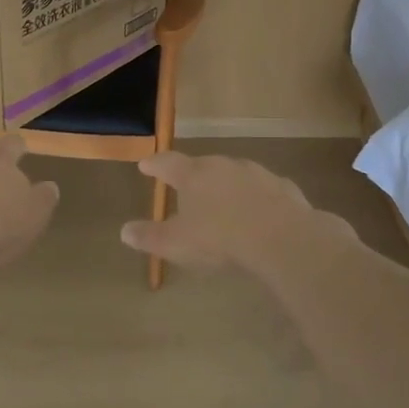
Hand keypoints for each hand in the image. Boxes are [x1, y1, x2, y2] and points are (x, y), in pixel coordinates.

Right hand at [120, 151, 352, 273]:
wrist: (281, 238)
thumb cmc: (220, 238)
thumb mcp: (176, 244)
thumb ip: (149, 236)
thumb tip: (124, 231)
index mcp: (193, 175)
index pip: (167, 163)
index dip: (154, 165)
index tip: (145, 165)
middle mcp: (223, 166)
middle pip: (203, 165)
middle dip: (193, 175)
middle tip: (187, 187)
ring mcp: (256, 173)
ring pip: (235, 174)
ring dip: (227, 185)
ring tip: (224, 201)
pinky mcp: (283, 187)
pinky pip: (264, 190)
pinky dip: (257, 198)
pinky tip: (259, 213)